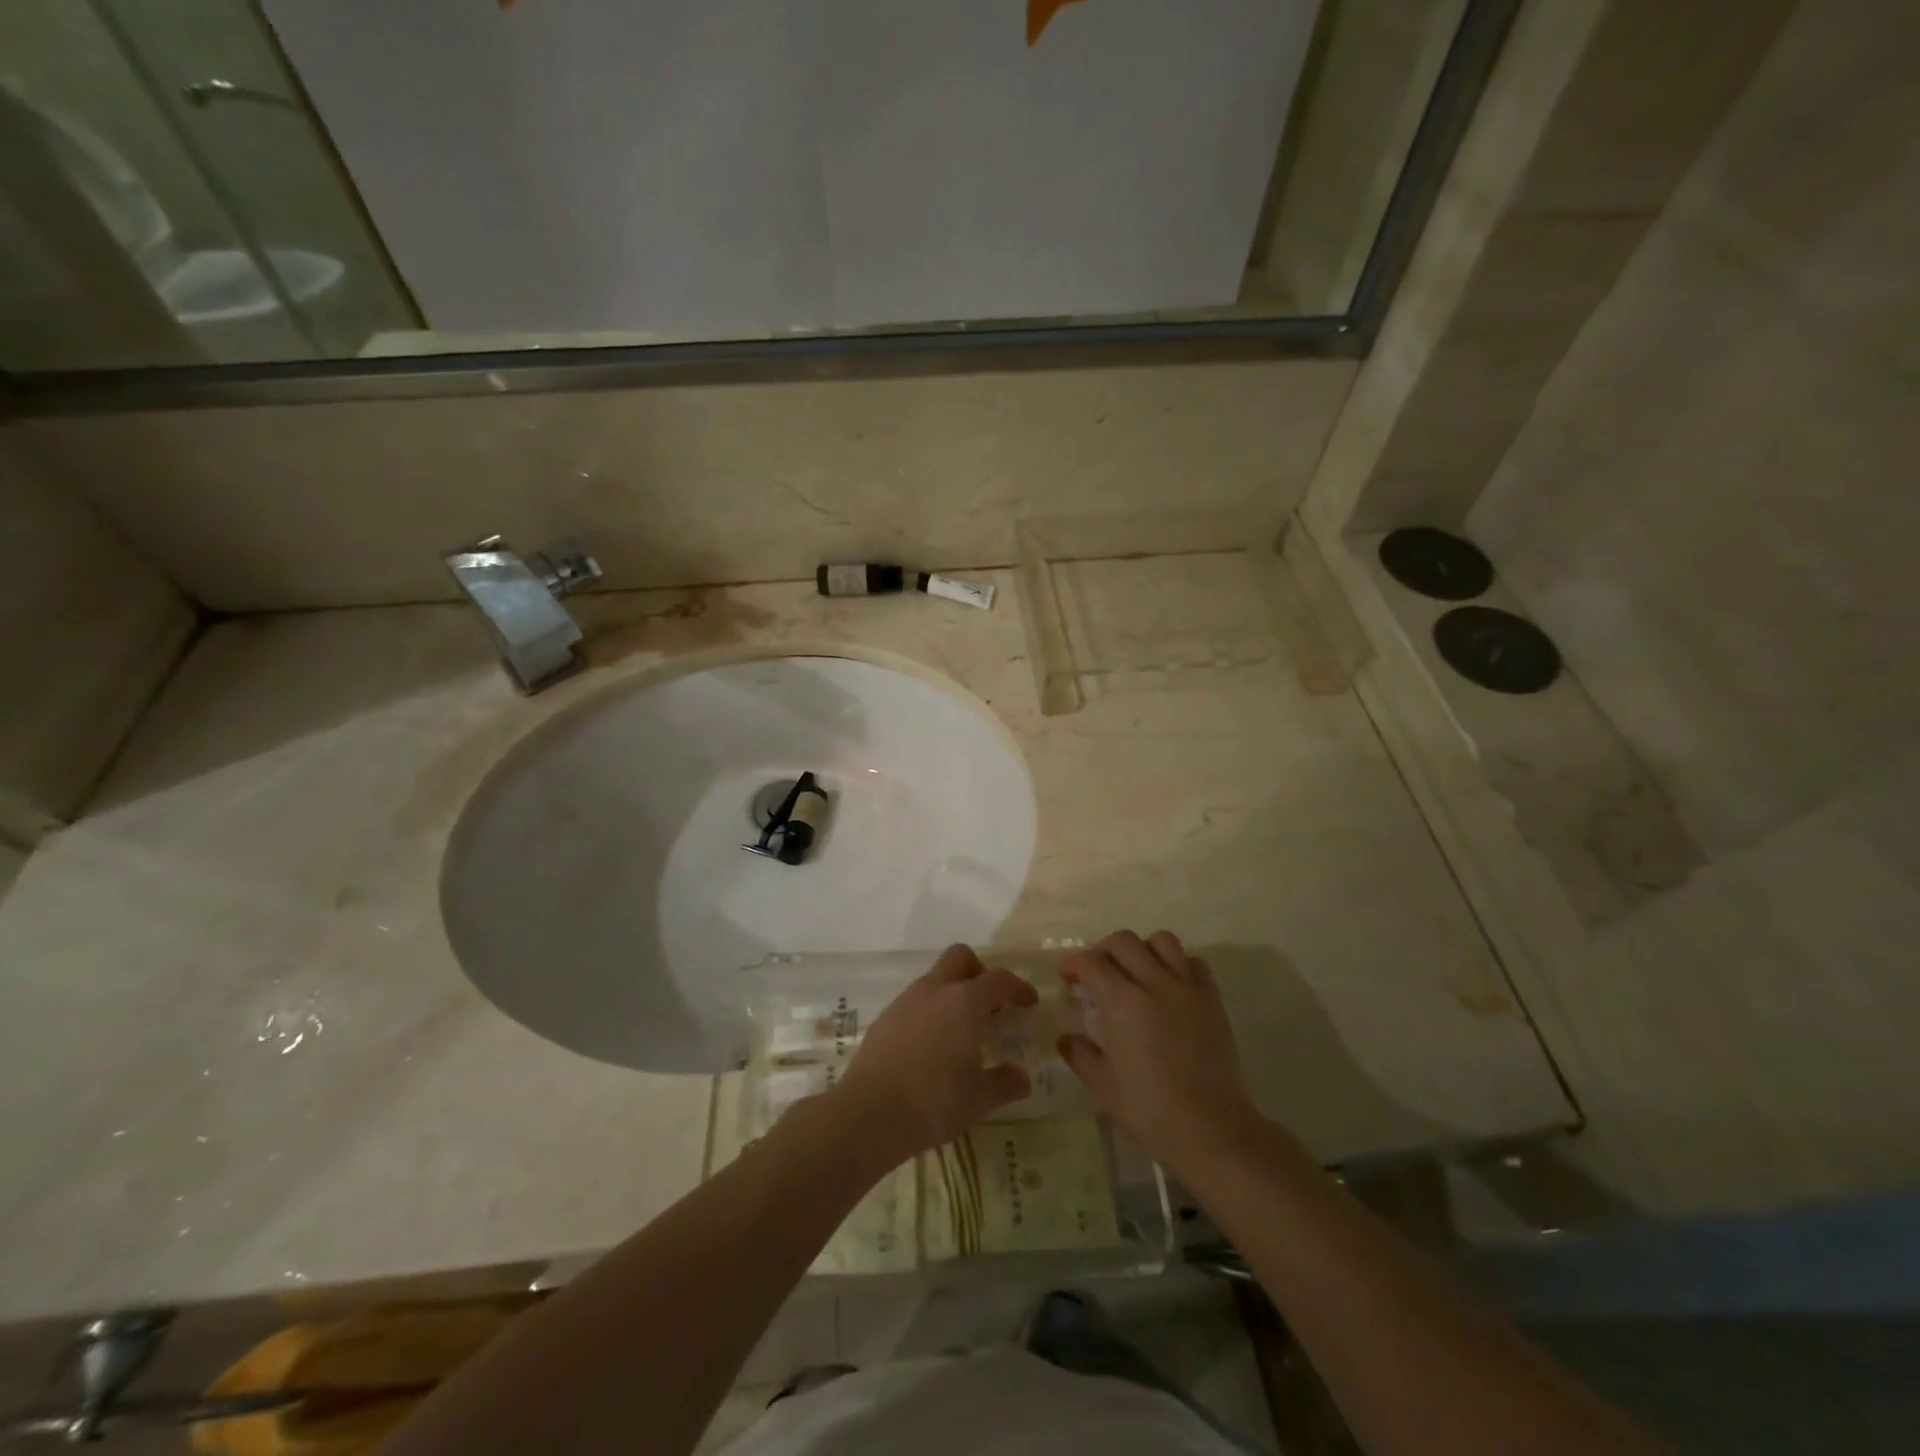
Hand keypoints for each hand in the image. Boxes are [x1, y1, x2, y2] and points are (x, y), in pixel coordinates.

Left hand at [827, 944, 1036, 1169]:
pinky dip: (930, 1010)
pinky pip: (915, 1000)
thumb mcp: (978, 1099)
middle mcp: (935, 990)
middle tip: (990, 1004)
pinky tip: (931, 1045)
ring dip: (953, 992)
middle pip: (961, 957)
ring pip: (935, 978)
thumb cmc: (933, 1102)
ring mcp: (906, 1000)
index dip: (1018, 987)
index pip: (999, 979)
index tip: (1028, 1003)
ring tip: (961, 1031)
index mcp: (965, 1002)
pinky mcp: (885, 1017)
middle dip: (979, 972)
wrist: (868, 1113)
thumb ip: (1004, 1083)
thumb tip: (1021, 1078)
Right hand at [1057, 930, 1263, 1176]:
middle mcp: (1154, 982)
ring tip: (1136, 971)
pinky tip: (1170, 986)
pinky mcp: (1212, 1000)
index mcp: (1122, 1001)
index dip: (1073, 964)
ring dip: (1142, 949)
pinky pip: (1194, 963)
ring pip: (1162, 941)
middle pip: (1124, 941)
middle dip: (1103, 950)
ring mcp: (1187, 988)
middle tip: (1096, 972)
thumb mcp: (1103, 1086)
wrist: (1211, 1128)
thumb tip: (1066, 1039)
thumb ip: (1080, 1054)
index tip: (1067, 977)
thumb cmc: (1149, 1109)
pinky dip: (1178, 964)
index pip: (1091, 962)